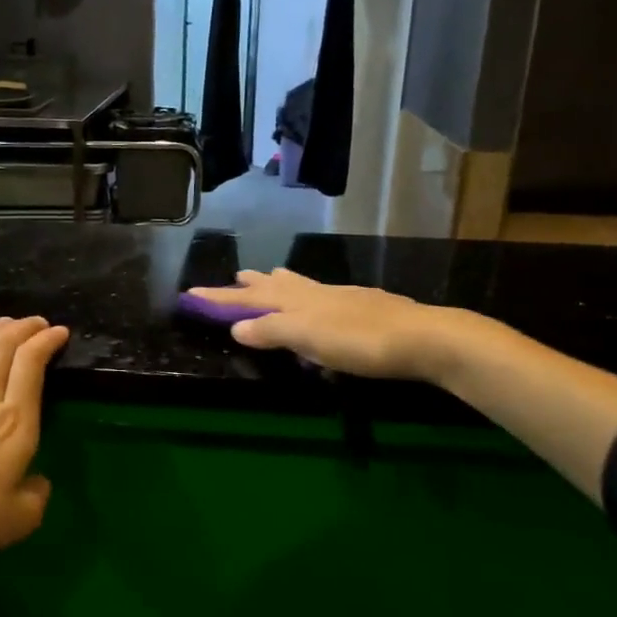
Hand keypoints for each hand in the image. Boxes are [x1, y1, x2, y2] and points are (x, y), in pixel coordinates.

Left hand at [0, 316, 70, 579]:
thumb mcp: (22, 519)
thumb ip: (39, 493)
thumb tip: (37, 479)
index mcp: (15, 426)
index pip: (31, 366)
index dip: (46, 342)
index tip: (59, 333)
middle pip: (2, 349)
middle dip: (24, 328)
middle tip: (37, 324)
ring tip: (5, 324)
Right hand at [189, 268, 469, 381]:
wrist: (422, 337)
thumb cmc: (359, 341)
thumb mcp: (308, 338)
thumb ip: (272, 331)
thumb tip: (235, 327)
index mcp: (297, 301)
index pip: (249, 299)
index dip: (221, 298)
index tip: (193, 293)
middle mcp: (315, 294)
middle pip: (275, 286)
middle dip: (251, 285)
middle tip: (235, 276)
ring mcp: (341, 298)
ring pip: (301, 286)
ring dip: (279, 283)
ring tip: (269, 276)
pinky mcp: (362, 308)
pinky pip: (322, 297)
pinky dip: (308, 296)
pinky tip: (319, 303)